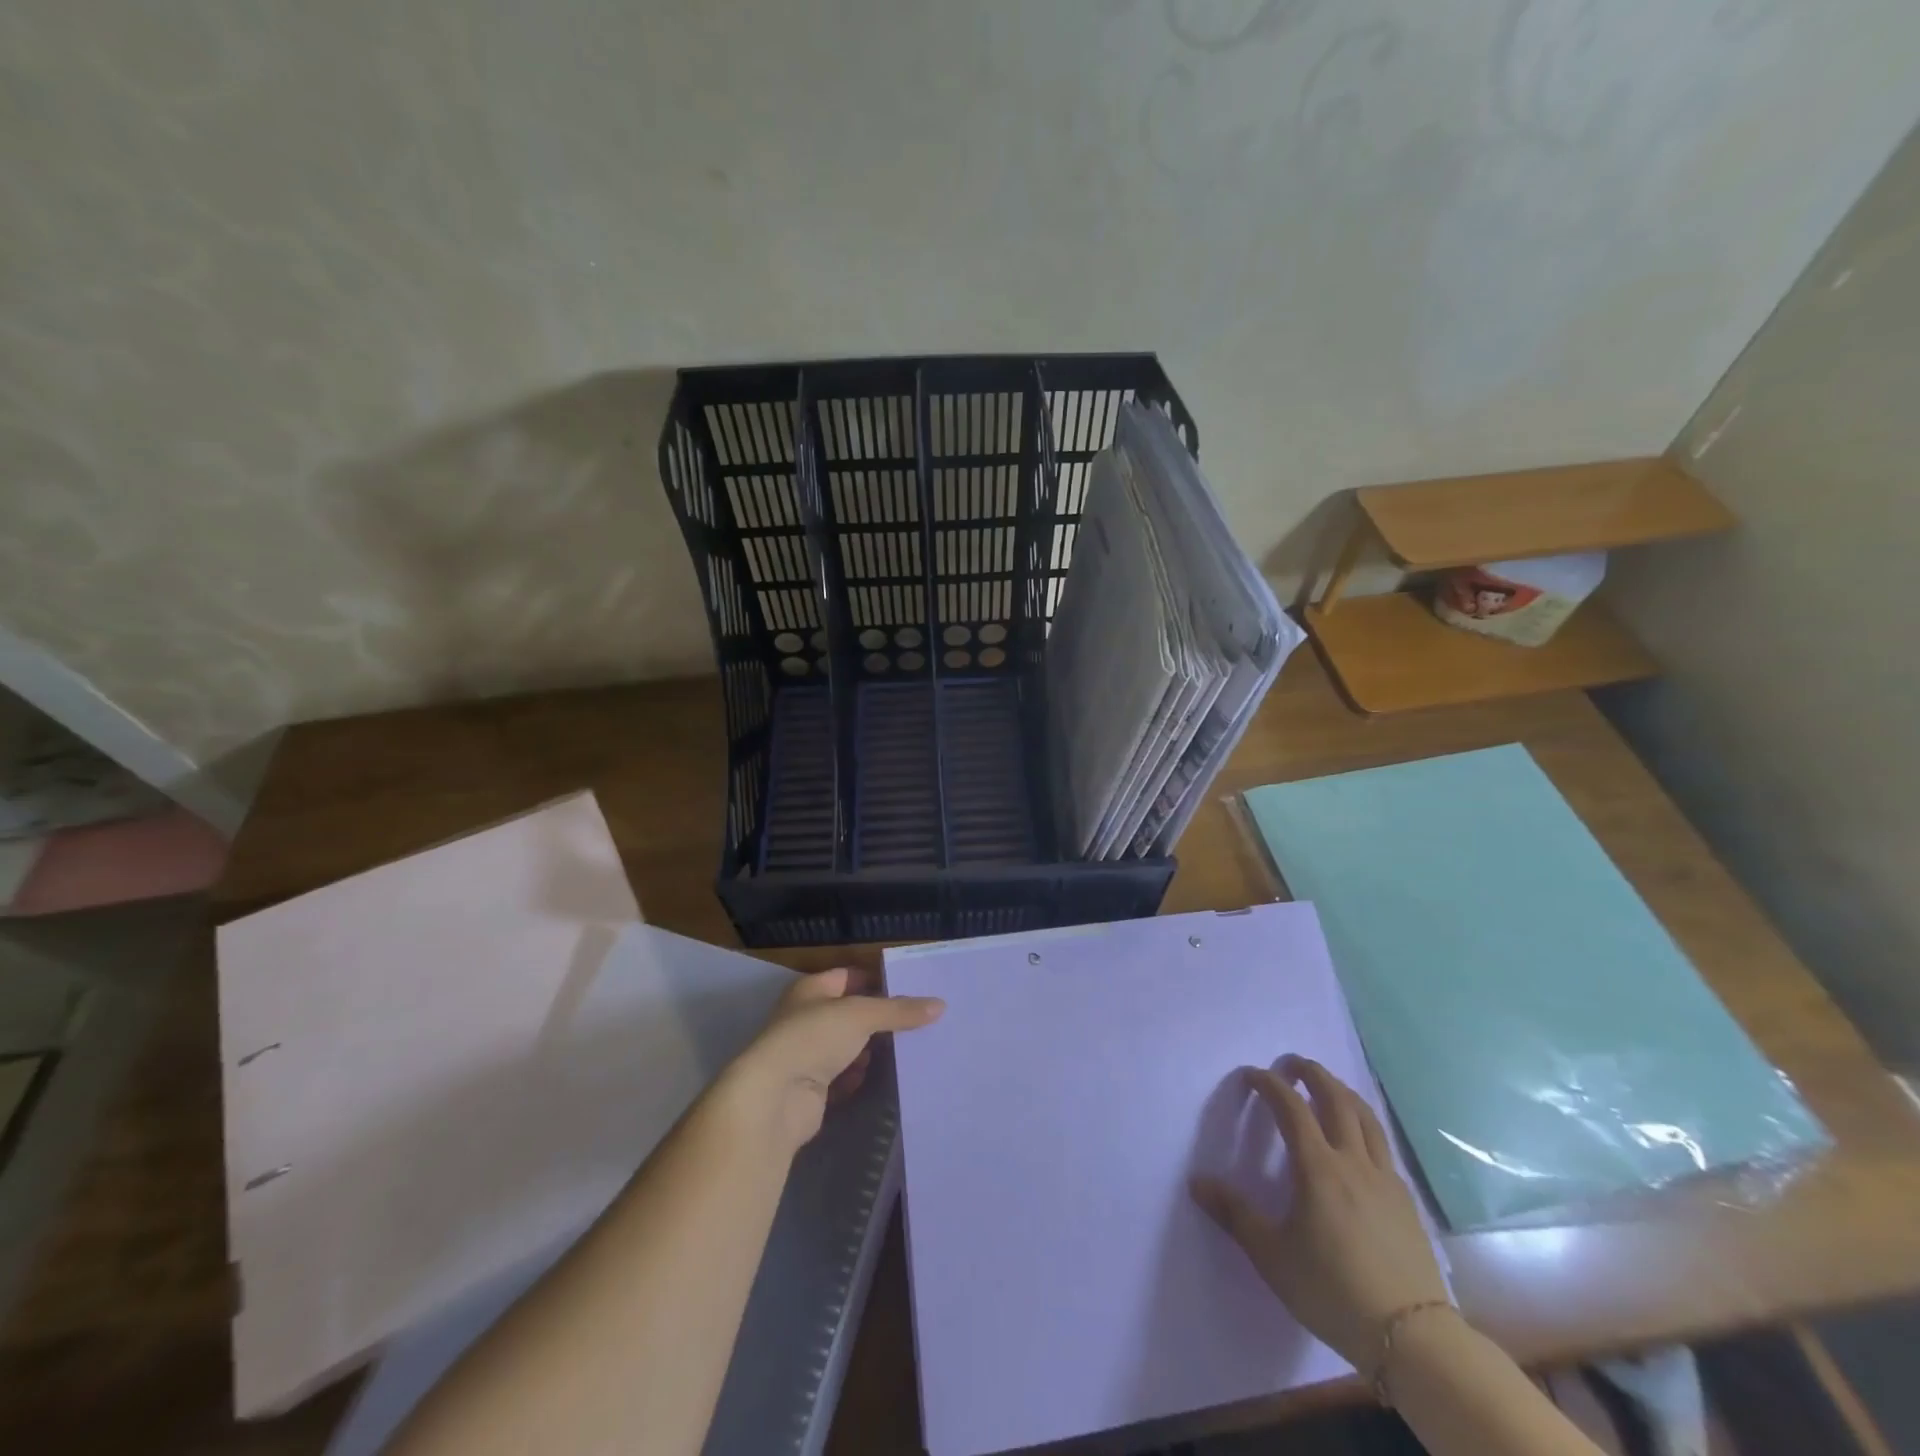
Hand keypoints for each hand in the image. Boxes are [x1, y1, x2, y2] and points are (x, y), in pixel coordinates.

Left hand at [723, 967, 943, 1152]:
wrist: (774, 1098)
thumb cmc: (814, 1038)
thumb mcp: (861, 1015)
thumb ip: (899, 1010)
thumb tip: (940, 1005)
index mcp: (811, 990)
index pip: (849, 976)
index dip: (878, 980)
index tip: (912, 989)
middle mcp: (806, 1018)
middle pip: (850, 1013)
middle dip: (879, 1019)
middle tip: (918, 1021)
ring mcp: (807, 1055)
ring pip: (847, 1046)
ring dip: (869, 1049)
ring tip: (905, 1048)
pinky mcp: (811, 1089)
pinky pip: (841, 1077)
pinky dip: (858, 1076)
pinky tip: (880, 1075)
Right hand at [1190, 1055, 1448, 1368]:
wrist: (1413, 1338)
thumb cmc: (1333, 1291)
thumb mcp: (1272, 1256)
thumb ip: (1235, 1214)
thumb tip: (1196, 1182)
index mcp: (1318, 1168)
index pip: (1291, 1107)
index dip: (1270, 1084)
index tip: (1252, 1075)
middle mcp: (1353, 1161)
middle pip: (1336, 1099)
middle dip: (1312, 1073)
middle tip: (1293, 1063)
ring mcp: (1385, 1178)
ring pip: (1365, 1117)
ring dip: (1342, 1091)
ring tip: (1327, 1085)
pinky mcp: (1406, 1200)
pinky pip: (1382, 1144)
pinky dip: (1364, 1124)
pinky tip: (1359, 1138)